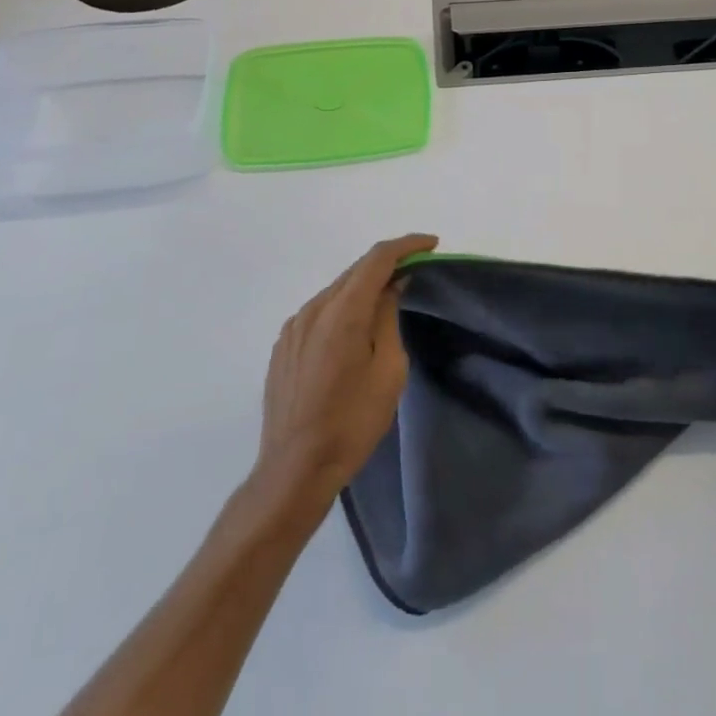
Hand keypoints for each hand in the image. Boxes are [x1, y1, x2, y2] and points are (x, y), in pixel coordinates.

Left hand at [253, 234, 437, 507]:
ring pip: (336, 290)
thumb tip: (391, 286)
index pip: (376, 260)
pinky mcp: (283, 346)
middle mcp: (312, 310)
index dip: (406, 246)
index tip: (431, 245)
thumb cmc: (352, 422)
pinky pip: (319, 312)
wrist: (294, 470)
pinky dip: (343, 306)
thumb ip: (388, 318)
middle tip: (416, 269)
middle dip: (387, 264)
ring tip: (389, 297)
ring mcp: (293, 328)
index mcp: (341, 313)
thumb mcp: (388, 370)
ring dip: (364, 286)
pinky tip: (355, 327)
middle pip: (354, 271)